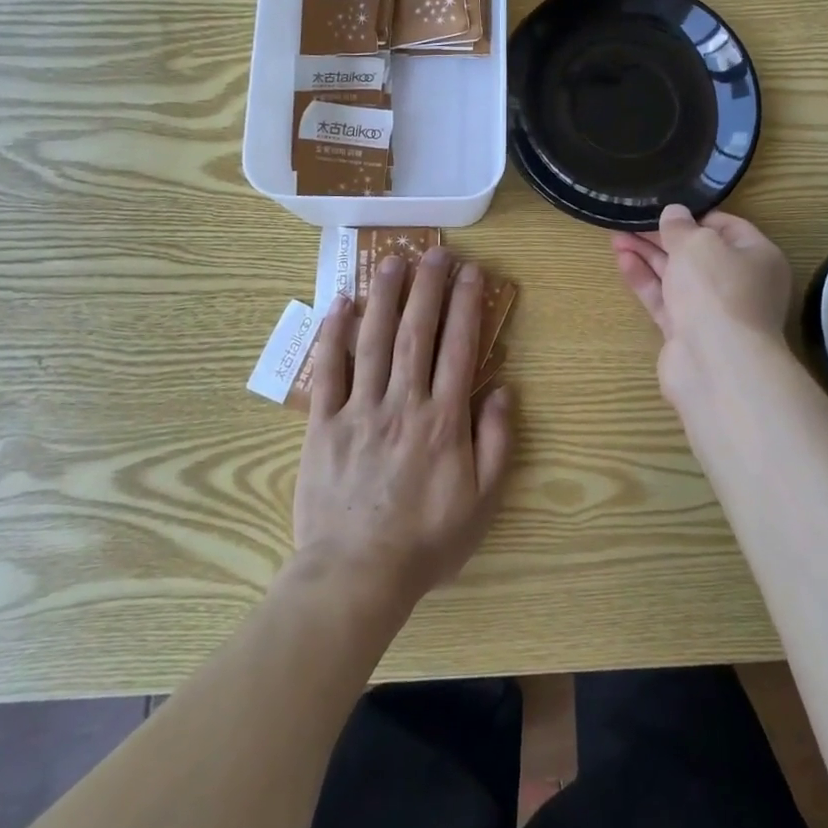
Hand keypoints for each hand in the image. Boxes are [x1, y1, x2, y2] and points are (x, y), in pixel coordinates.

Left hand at [291, 247, 515, 614]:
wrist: (356, 576)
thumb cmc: (426, 541)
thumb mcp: (482, 501)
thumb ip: (496, 442)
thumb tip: (503, 389)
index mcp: (443, 419)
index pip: (459, 347)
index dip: (466, 305)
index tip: (471, 272)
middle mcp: (403, 402)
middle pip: (416, 333)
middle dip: (427, 287)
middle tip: (433, 251)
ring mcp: (360, 410)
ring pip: (372, 341)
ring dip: (384, 296)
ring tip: (391, 260)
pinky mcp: (324, 424)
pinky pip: (328, 371)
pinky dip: (333, 334)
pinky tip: (340, 303)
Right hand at [613, 204, 792, 395]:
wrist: (716, 363)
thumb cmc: (717, 289)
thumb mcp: (697, 243)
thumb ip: (680, 226)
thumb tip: (674, 213)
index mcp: (758, 257)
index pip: (727, 227)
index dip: (695, 216)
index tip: (665, 208)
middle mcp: (740, 284)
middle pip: (698, 253)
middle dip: (664, 236)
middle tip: (631, 220)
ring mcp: (713, 311)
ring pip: (677, 276)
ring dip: (649, 255)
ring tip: (616, 236)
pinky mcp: (688, 333)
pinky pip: (665, 300)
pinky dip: (645, 280)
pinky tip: (622, 260)